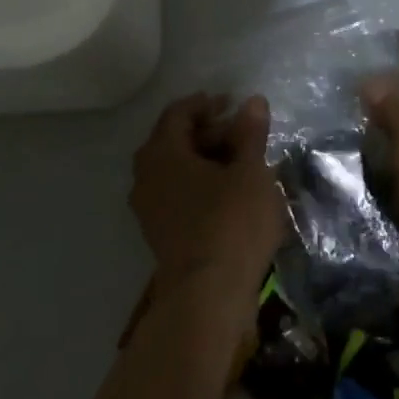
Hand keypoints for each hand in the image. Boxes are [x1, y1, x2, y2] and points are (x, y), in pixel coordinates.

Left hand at [130, 94, 283, 305]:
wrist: (208, 296)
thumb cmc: (231, 223)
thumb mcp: (251, 171)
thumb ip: (250, 133)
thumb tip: (252, 102)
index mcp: (162, 153)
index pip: (179, 113)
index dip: (207, 103)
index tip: (235, 104)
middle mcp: (146, 176)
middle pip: (174, 140)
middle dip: (208, 131)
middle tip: (243, 133)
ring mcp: (149, 207)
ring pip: (176, 169)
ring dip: (205, 159)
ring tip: (242, 162)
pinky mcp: (160, 232)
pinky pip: (178, 193)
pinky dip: (201, 183)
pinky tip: (229, 192)